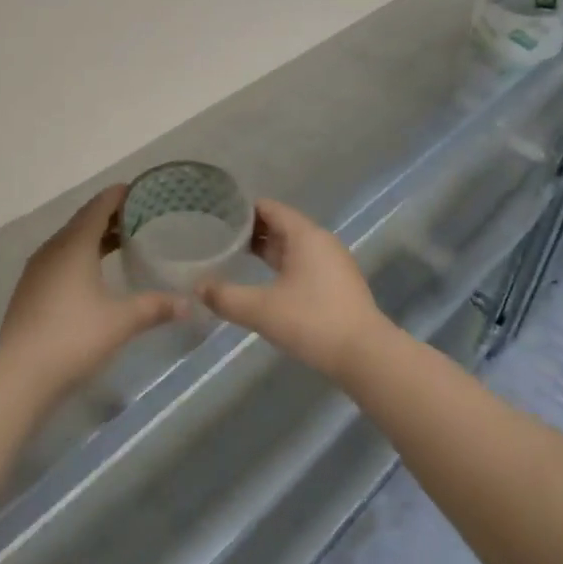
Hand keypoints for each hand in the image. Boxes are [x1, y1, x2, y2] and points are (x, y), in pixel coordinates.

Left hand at [0, 185, 182, 398]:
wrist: (20, 374)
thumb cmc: (75, 336)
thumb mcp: (122, 320)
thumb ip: (155, 307)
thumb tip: (188, 305)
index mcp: (74, 245)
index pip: (98, 207)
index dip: (119, 196)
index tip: (140, 191)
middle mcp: (53, 249)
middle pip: (83, 221)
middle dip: (109, 216)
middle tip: (138, 217)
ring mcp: (37, 270)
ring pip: (69, 241)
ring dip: (94, 237)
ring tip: (120, 243)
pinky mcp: (29, 290)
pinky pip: (59, 259)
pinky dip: (79, 256)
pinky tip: (93, 274)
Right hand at [197, 199, 391, 378]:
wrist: (365, 354)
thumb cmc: (312, 321)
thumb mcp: (261, 310)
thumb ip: (225, 297)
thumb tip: (197, 287)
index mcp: (304, 235)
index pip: (269, 208)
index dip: (242, 210)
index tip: (217, 215)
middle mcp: (321, 241)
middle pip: (281, 225)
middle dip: (251, 231)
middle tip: (219, 237)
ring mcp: (333, 262)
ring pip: (293, 246)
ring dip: (267, 250)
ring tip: (236, 257)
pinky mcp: (338, 283)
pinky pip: (304, 263)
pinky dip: (283, 265)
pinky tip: (266, 282)